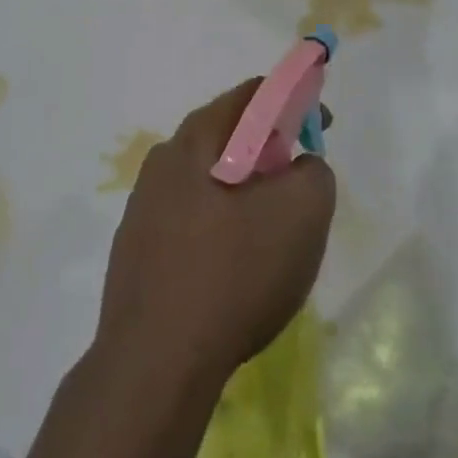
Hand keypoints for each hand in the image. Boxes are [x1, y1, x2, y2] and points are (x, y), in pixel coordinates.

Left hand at [94, 78, 335, 393]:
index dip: (294, 100)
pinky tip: (234, 265)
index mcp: (196, 138)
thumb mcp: (302, 214)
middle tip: (300, 180)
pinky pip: (189, 218)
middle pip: (227, 135)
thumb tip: (301, 167)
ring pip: (207, 179)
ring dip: (243, 190)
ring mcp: (143, 206)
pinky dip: (220, 224)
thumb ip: (314, 173)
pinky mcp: (136, 249)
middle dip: (269, 148)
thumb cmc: (233, 274)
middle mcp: (162, 160)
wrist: (155, 363)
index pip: (251, 94)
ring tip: (271, 230)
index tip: (321, 125)